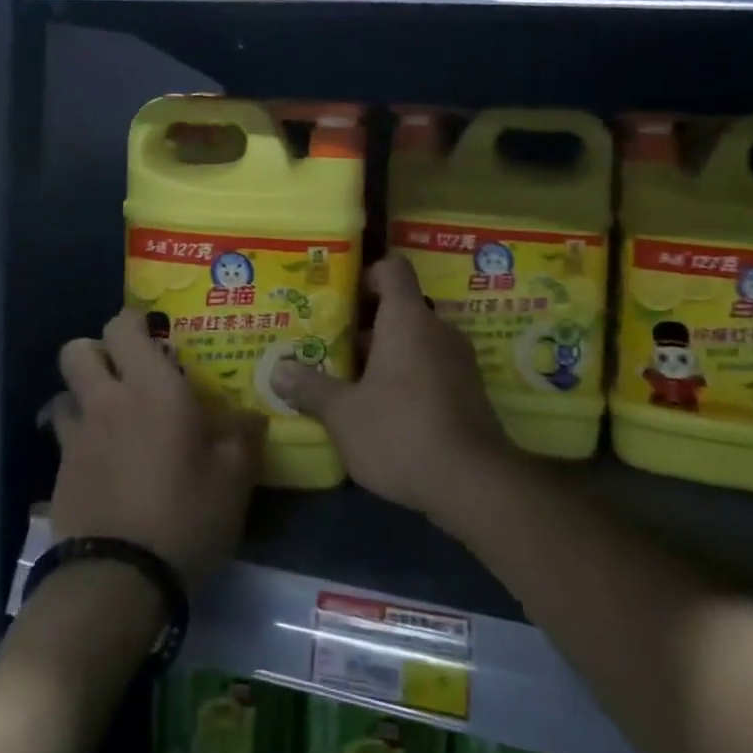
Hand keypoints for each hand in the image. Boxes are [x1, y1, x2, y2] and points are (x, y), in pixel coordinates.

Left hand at [48, 310, 266, 589]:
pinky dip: (77, 439)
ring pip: (63, 393)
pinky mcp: (58, 475)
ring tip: (109, 416)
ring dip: (82, 395)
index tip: (155, 333)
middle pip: (77, 351)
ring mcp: (76, 438)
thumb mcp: (233, 478)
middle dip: (97, 351)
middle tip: (127, 371)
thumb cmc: (185, 515)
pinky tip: (102, 462)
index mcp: (152, 388)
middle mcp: (107, 401)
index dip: (134, 322)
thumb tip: (252, 417)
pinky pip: (62, 439)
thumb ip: (243, 438)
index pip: (124, 326)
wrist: (118, 581)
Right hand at [273, 255, 519, 522]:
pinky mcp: (469, 390)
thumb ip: (311, 388)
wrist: (475, 485)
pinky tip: (383, 407)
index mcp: (407, 318)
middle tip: (329, 342)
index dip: (366, 273)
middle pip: (399, 307)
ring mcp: (458, 359)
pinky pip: (431, 366)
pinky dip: (407, 375)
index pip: (392, 268)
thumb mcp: (344, 415)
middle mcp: (437, 328)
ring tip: (349, 378)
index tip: (339, 293)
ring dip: (385, 353)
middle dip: (364, 324)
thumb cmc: (402, 433)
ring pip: (414, 340)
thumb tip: (277, 370)